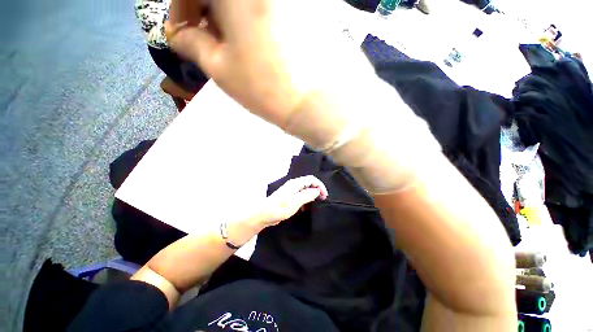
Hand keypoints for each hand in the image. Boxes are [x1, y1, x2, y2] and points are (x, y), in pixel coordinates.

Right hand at [167, 0, 372, 126]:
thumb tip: (181, 34)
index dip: (181, 6)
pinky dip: (257, 15)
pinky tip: (259, 39)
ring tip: (234, 44)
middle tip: (206, 37)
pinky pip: (274, 6)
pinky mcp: (312, 6)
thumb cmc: (269, 89)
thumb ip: (194, 44)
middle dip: (208, 9)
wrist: (322, 103)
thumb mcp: (222, 70)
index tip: (180, 30)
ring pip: (249, 0)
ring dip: (232, 14)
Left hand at [259, 175, 327, 226]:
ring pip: (305, 190)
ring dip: (312, 195)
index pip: (311, 179)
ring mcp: (291, 191)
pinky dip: (305, 200)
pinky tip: (305, 208)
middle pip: (309, 183)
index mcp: (295, 184)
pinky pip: (300, 196)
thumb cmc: (279, 208)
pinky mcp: (289, 197)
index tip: (324, 196)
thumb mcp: (295, 202)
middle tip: (322, 200)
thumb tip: (317, 190)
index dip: (320, 186)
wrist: (264, 214)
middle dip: (317, 190)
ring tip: (316, 204)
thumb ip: (307, 195)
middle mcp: (294, 185)